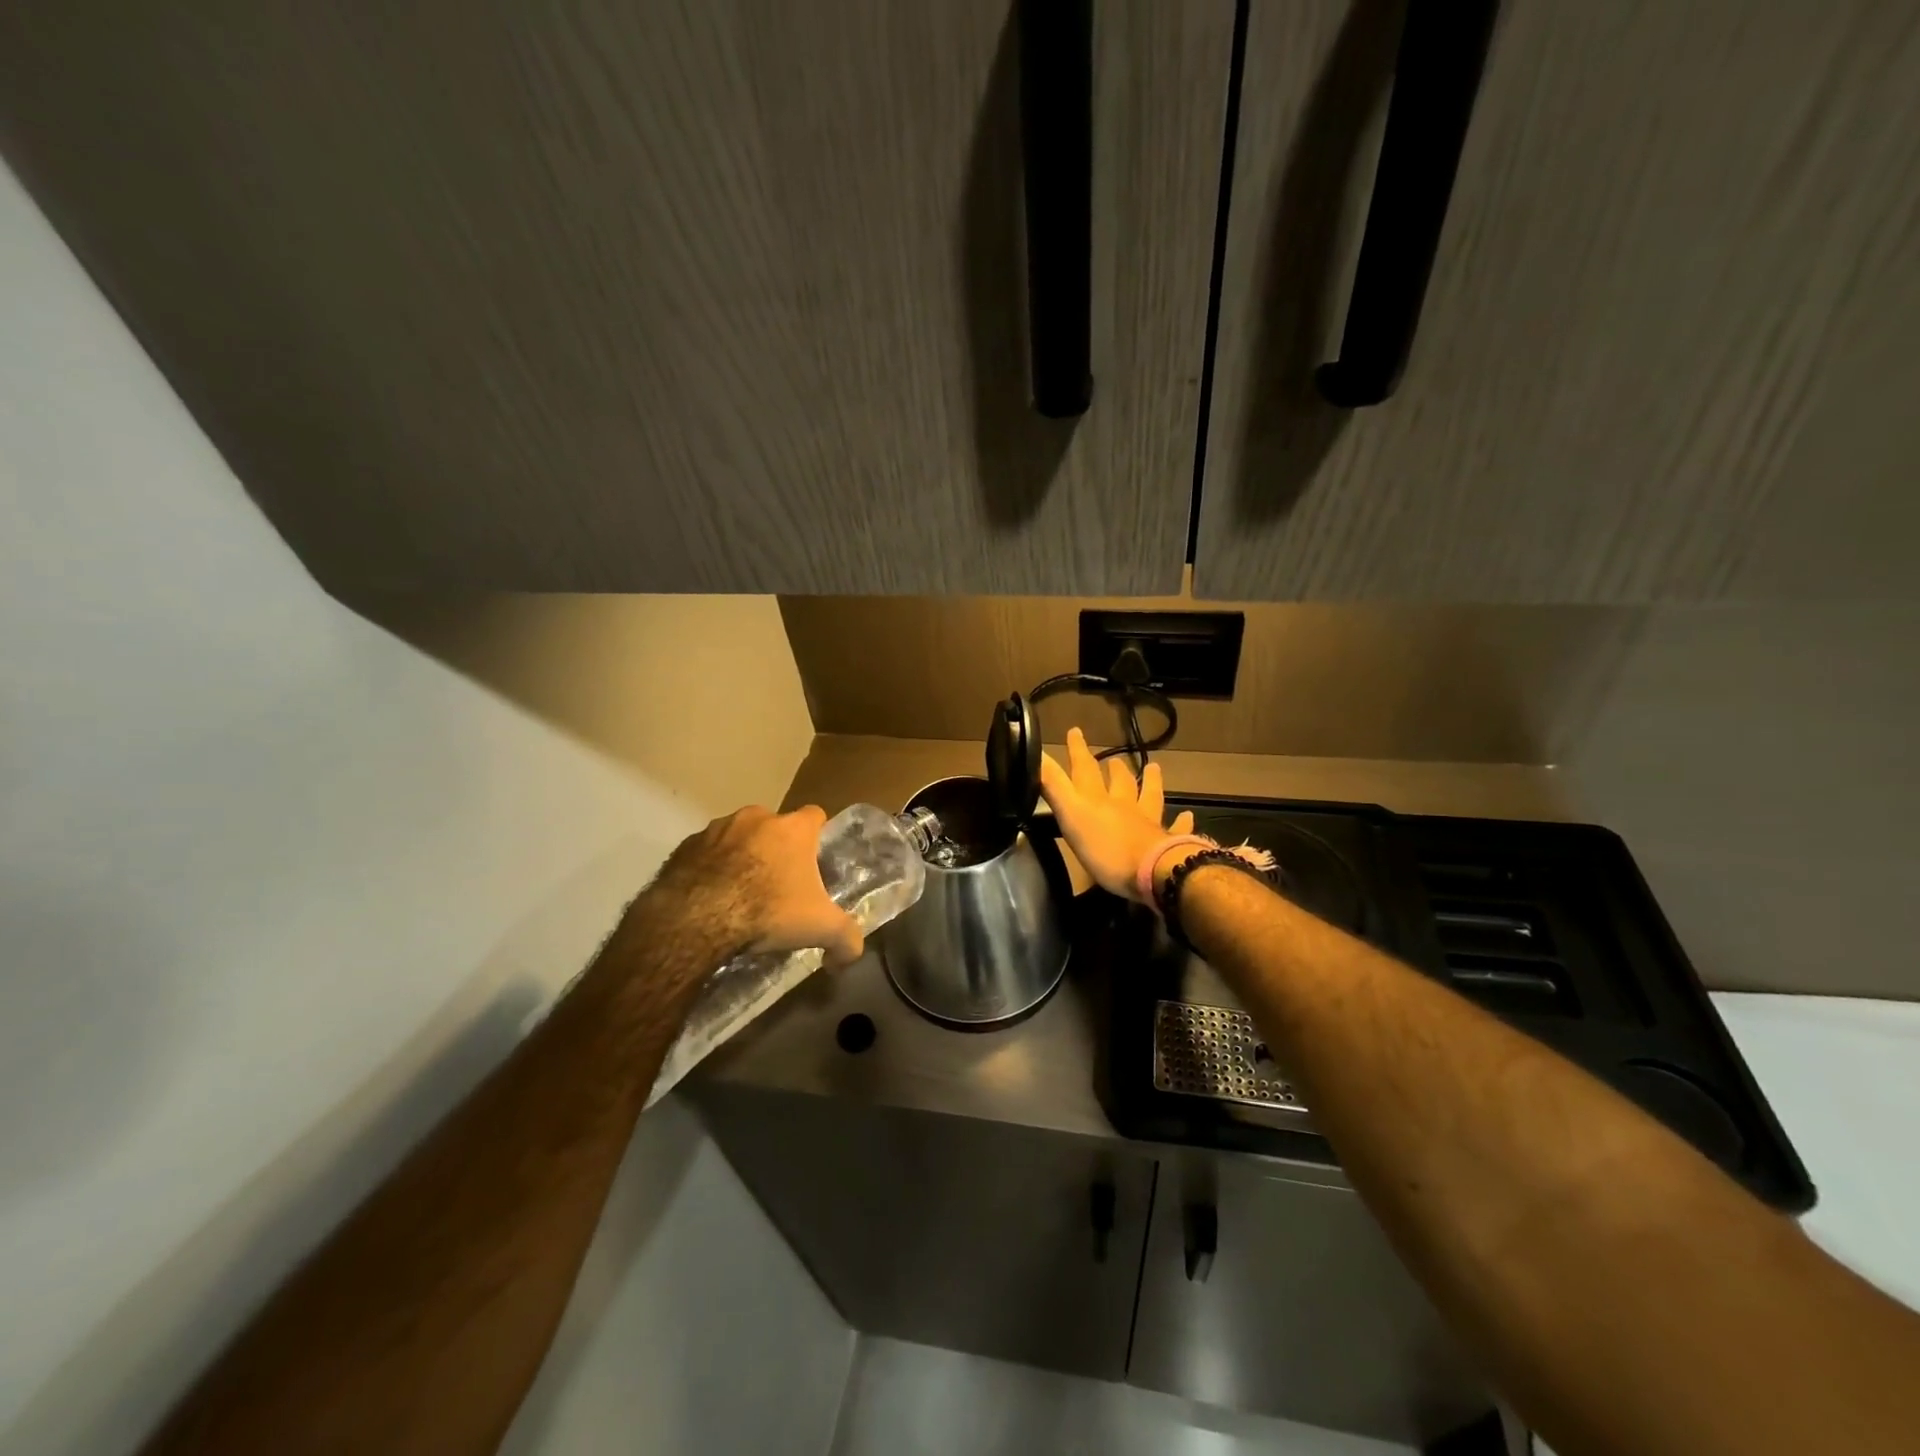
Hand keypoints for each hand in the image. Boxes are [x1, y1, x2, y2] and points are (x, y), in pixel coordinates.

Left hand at [653, 805, 864, 966]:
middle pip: (774, 827)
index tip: (814, 861)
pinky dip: (709, 869)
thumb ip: (846, 939)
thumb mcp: (820, 929)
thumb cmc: (767, 911)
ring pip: (737, 837)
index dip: (817, 836)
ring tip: (739, 894)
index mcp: (792, 828)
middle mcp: (755, 817)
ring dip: (741, 857)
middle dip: (776, 849)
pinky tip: (710, 899)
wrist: (696, 919)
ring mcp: (716, 829)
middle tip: (778, 884)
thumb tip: (850, 955)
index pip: (815, 815)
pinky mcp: (684, 846)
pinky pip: (705, 853)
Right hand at [1039, 728, 1194, 901]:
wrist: (1153, 872)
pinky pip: (1176, 827)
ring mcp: (1148, 823)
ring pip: (1150, 797)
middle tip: (1114, 758)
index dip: (1078, 750)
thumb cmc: (1106, 848)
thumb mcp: (1071, 815)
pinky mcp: (1167, 842)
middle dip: (1114, 769)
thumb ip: (1054, 786)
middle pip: (1120, 782)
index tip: (1075, 731)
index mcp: (1098, 800)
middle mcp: (1125, 806)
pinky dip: (1181, 821)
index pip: (1085, 769)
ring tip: (1154, 768)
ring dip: (1151, 782)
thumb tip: (1036, 753)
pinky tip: (1187, 815)